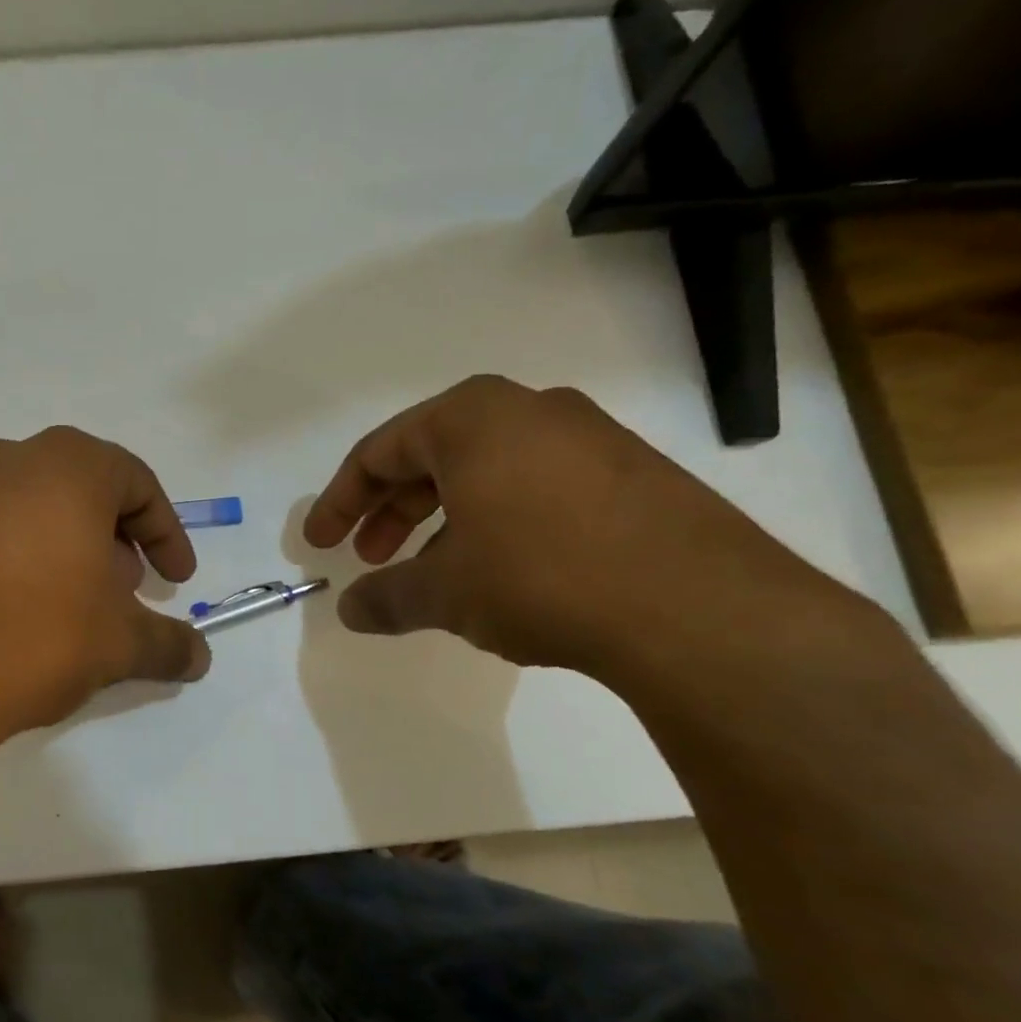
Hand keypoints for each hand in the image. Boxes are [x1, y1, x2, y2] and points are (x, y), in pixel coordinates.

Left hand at [0, 427, 209, 751]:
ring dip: (43, 548)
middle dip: (104, 538)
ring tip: (49, 607)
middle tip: (115, 591)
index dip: (164, 531)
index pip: (136, 482)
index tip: (175, 579)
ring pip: (11, 510)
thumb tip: (199, 658)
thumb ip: (167, 644)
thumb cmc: (32, 637)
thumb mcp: (118, 645)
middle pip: (71, 490)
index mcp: (64, 469)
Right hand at [303, 376, 862, 675]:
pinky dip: (498, 520)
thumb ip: (388, 597)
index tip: (320, 544)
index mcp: (471, 418)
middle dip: (391, 510)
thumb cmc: (541, 577)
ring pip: (487, 471)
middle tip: (370, 558)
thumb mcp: (446, 592)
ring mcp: (588, 437)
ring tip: (431, 570)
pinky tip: (500, 569)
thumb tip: (350, 611)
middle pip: (432, 456)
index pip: (379, 452)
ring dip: (444, 517)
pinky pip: (536, 486)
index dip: (340, 501)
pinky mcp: (632, 472)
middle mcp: (528, 411)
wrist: (700, 609)